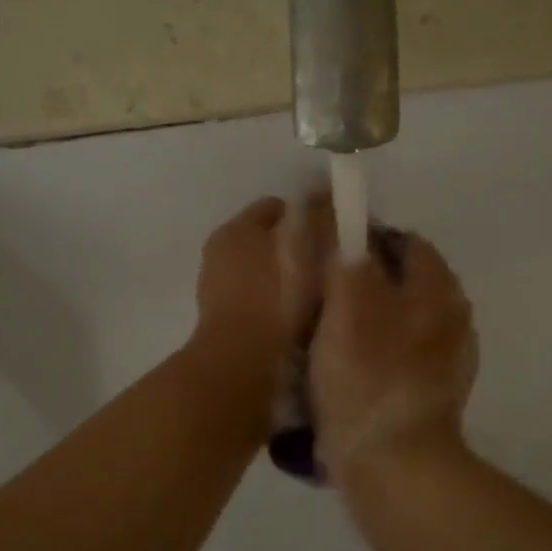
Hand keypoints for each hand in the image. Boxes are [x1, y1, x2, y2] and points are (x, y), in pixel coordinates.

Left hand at [189, 197, 324, 381]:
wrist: (242, 360)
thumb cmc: (277, 298)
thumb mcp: (305, 247)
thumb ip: (316, 215)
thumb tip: (323, 190)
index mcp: (237, 228)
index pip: (278, 207)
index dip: (309, 215)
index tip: (335, 235)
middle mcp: (220, 252)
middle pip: (268, 239)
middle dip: (297, 247)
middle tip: (329, 266)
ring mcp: (216, 288)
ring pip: (262, 271)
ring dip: (286, 278)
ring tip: (317, 296)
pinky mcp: (221, 320)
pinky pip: (257, 300)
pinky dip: (274, 304)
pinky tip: (296, 319)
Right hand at [310, 231, 476, 486]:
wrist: (395, 466)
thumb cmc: (367, 376)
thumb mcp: (345, 303)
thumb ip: (344, 255)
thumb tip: (341, 220)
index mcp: (438, 287)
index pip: (402, 241)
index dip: (362, 241)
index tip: (326, 260)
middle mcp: (452, 316)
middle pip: (401, 281)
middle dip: (362, 283)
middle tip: (319, 300)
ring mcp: (448, 357)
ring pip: (399, 319)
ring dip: (366, 321)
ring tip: (326, 337)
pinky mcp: (435, 392)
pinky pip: (399, 355)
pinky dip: (376, 354)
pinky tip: (348, 372)